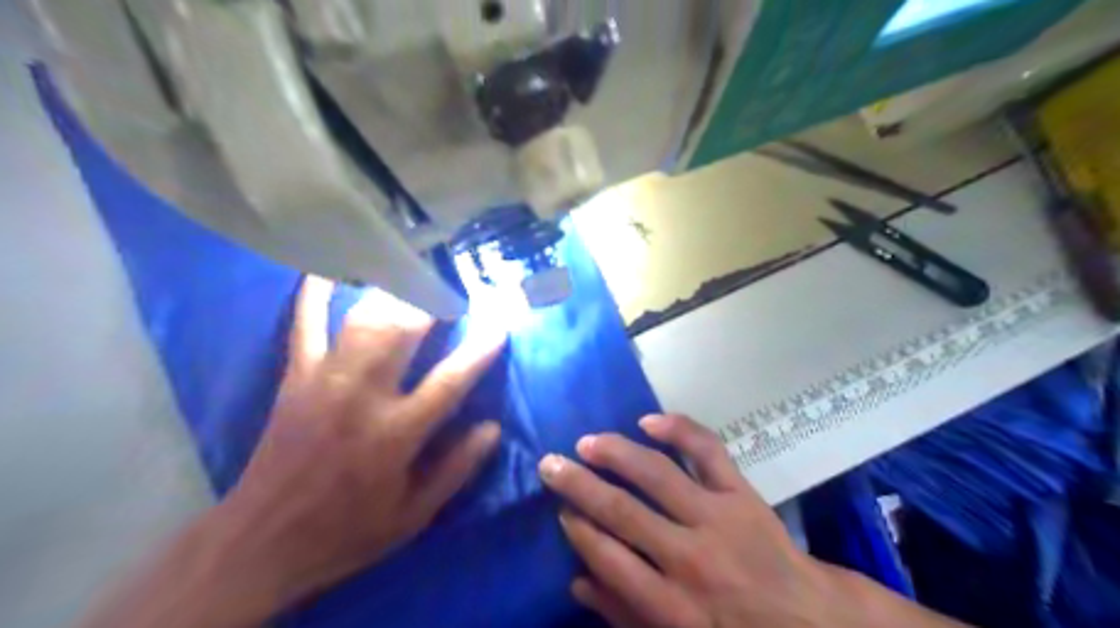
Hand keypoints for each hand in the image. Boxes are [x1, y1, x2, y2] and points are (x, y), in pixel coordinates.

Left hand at [200, 281, 506, 617]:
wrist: (262, 542)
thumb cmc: (347, 531)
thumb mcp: (414, 515)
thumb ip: (456, 469)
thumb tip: (492, 427)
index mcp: (395, 435)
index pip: (450, 380)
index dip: (480, 349)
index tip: (501, 324)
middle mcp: (361, 398)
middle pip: (402, 331)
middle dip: (433, 301)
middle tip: (455, 288)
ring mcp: (323, 382)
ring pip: (361, 320)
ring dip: (392, 292)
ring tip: (415, 274)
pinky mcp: (294, 378)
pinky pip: (304, 325)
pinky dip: (314, 293)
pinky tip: (328, 268)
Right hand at [541, 417, 962, 627]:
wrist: (811, 622)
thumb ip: (625, 615)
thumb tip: (577, 580)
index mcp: (672, 606)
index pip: (608, 557)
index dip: (577, 529)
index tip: (560, 510)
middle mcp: (689, 557)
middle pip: (622, 511)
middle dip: (578, 485)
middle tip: (550, 465)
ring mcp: (718, 517)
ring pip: (657, 475)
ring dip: (615, 453)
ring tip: (586, 442)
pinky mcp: (742, 492)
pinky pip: (708, 451)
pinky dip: (679, 430)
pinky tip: (647, 421)